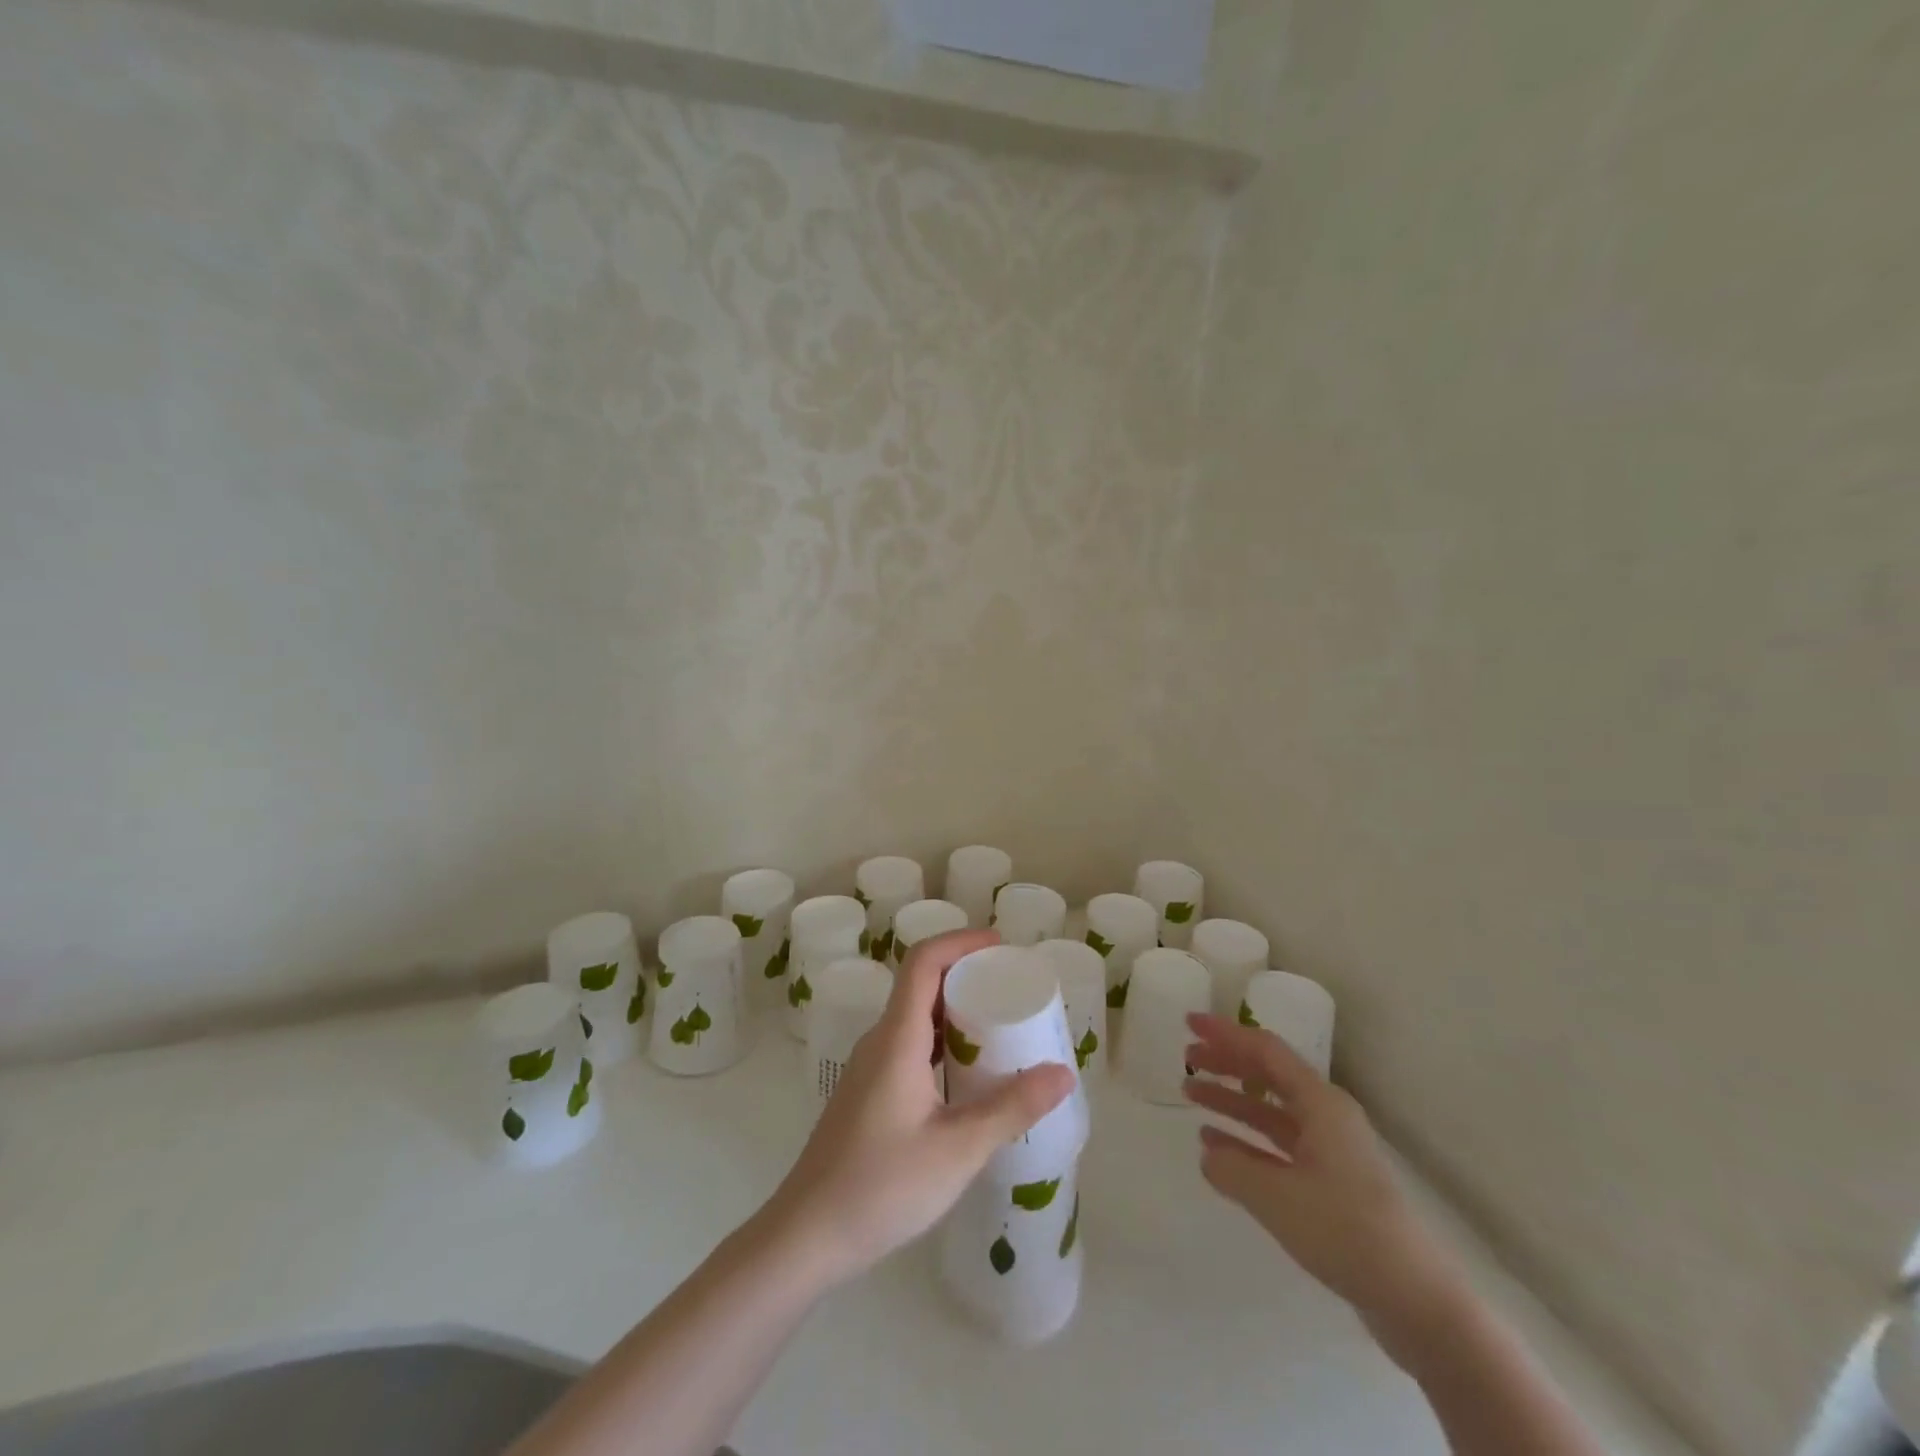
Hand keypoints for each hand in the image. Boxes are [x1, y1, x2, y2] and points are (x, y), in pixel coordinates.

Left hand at [766, 929, 1074, 1286]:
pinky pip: (910, 1045)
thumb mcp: (957, 1149)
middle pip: (922, 984)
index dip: (961, 942)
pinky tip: (969, 1075)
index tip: (1001, 947)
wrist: (807, 1234)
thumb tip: (1063, 1072)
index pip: (924, 961)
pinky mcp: (869, 1092)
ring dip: (956, 1011)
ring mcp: (870, 1067)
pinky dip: (944, 1042)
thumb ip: (1011, 1108)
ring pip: (916, 1017)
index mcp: (897, 1038)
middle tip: (1012, 988)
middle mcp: (880, 1041)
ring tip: (1001, 1026)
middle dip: (966, 974)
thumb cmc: (881, 1186)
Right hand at [1184, 1014, 1460, 1341]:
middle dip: (1226, 1063)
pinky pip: (1278, 1145)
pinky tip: (1216, 1145)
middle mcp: (1327, 1117)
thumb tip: (1207, 1152)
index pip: (1265, 1051)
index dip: (1225, 1034)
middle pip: (1268, 1076)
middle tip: (1186, 1059)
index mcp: (1321, 1104)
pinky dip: (1246, 1140)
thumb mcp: (1276, 1197)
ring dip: (1232, 1100)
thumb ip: (1232, 1168)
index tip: (1190, 1023)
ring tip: (1191, 1095)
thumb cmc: (1345, 1230)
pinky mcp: (1331, 1183)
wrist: (1415, 1299)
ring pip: (1271, 1111)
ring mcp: (1331, 1151)